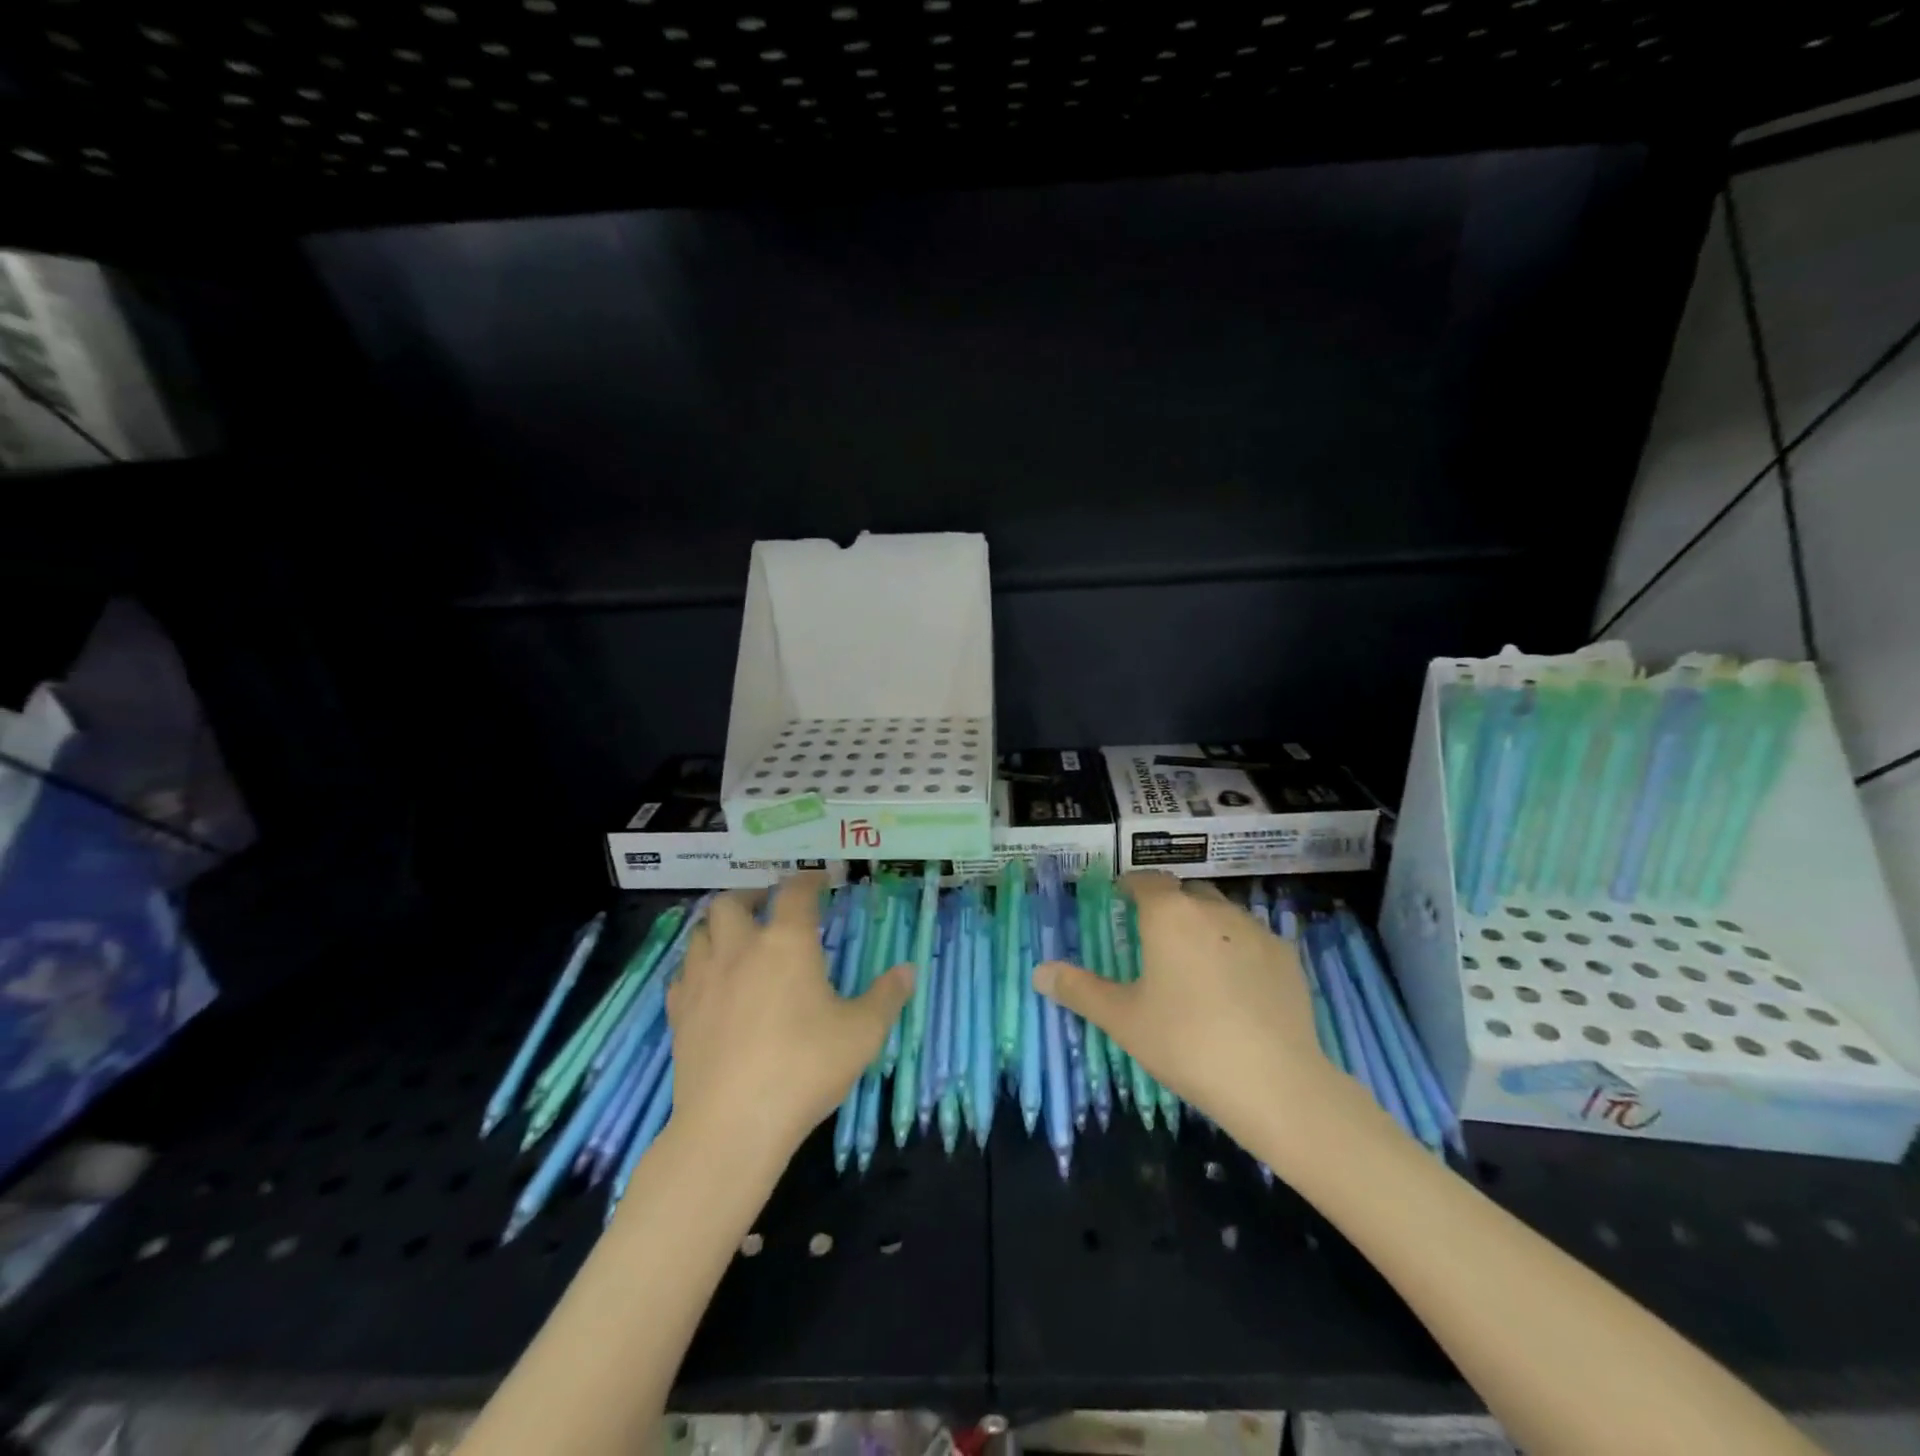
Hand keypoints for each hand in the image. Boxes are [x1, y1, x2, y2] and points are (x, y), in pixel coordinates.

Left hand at [669, 874, 912, 1168]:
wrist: (733, 1125)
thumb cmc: (805, 1068)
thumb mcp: (862, 1033)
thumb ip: (886, 997)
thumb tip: (908, 971)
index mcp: (786, 943)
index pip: (795, 893)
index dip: (808, 880)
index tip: (819, 879)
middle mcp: (740, 949)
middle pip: (730, 902)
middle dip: (750, 896)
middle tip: (768, 906)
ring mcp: (703, 980)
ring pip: (700, 933)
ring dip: (719, 927)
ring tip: (737, 939)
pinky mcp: (679, 1013)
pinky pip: (683, 974)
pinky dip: (697, 967)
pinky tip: (711, 984)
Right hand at [1035, 872, 1341, 1158]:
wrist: (1273, 1082)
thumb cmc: (1185, 1043)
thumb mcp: (1123, 1019)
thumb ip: (1079, 990)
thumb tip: (1039, 971)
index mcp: (1169, 915)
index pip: (1147, 880)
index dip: (1132, 885)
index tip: (1121, 897)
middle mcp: (1213, 910)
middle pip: (1187, 892)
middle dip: (1170, 904)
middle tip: (1155, 935)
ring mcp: (1256, 931)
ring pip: (1223, 913)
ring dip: (1205, 924)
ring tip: (1195, 960)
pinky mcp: (1288, 957)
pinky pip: (1254, 940)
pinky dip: (1238, 950)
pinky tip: (1236, 985)